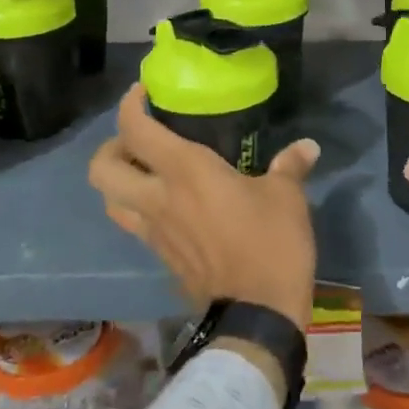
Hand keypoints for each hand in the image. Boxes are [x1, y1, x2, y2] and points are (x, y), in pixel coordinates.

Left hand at [88, 84, 320, 328]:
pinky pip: (134, 226)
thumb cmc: (270, 244)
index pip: (136, 130)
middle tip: (138, 140)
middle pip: (101, 169)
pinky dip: (139, 209)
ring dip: (118, 182)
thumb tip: (307, 147)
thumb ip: (290, 166)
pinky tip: (170, 206)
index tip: (144, 93)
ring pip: (110, 201)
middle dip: (110, 147)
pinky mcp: (161, 257)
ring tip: (146, 173)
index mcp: (185, 173)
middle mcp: (158, 199)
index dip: (130, 105)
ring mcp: (153, 232)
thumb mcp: (287, 198)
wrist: (257, 315)